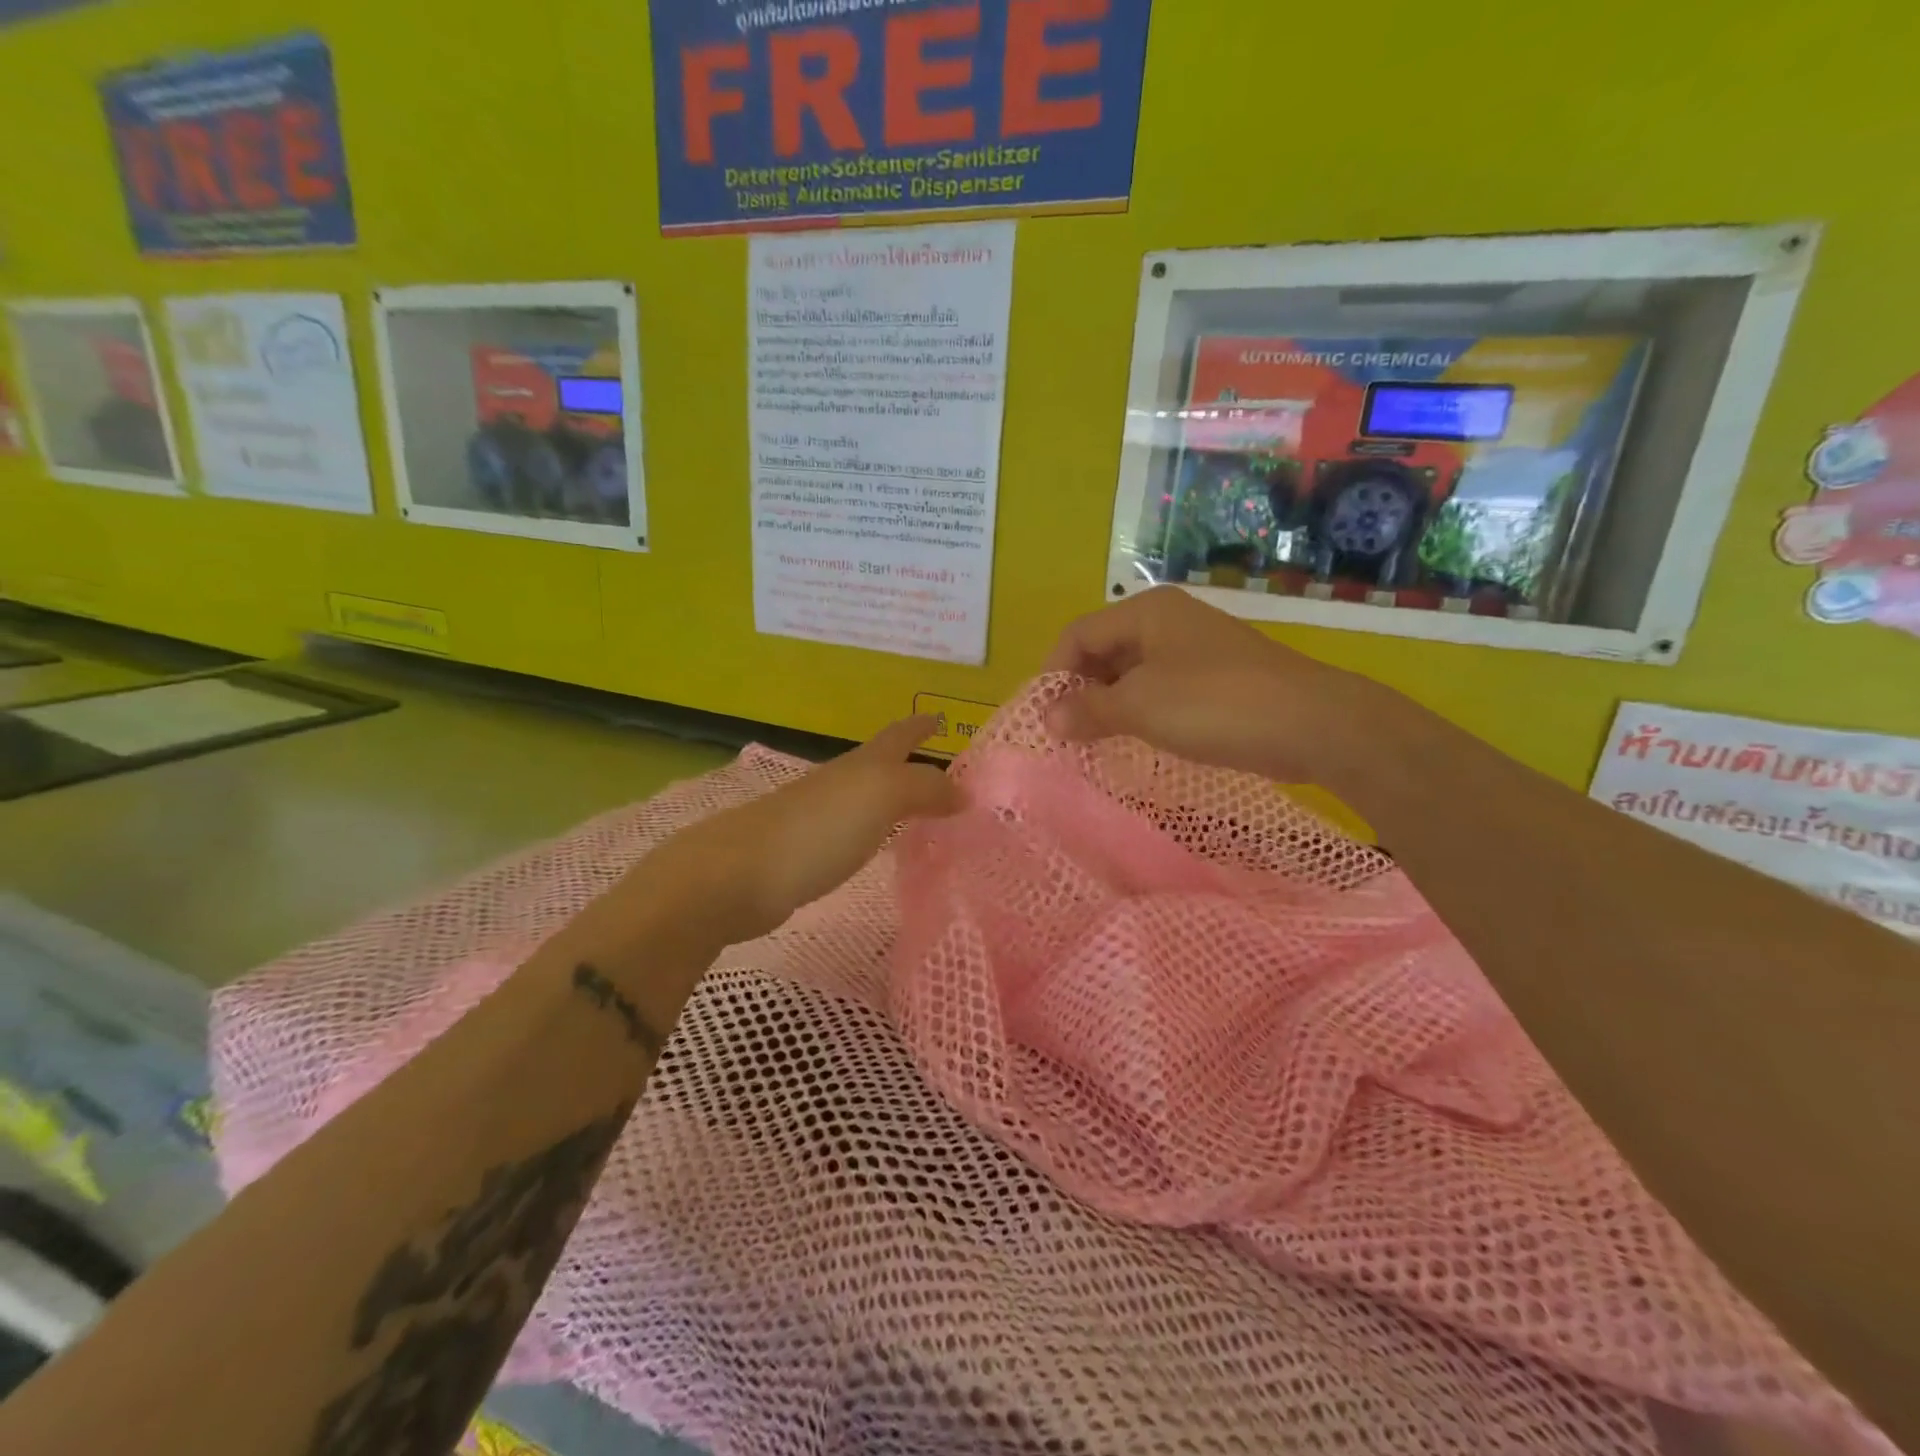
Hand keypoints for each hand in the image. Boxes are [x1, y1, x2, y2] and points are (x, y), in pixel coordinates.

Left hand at [625, 716, 960, 950]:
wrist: (737, 876)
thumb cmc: (816, 829)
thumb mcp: (881, 796)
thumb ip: (925, 789)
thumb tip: (964, 792)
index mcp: (861, 765)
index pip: (898, 736)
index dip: (920, 725)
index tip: (941, 716)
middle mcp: (839, 783)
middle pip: (881, 765)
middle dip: (910, 762)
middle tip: (945, 773)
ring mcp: (818, 818)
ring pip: (865, 799)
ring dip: (892, 799)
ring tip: (920, 811)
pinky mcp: (804, 853)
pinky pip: (852, 833)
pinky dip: (872, 831)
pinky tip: (877, 845)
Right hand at [1044, 587, 1404, 784]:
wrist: (1313, 724)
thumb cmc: (1214, 704)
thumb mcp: (1140, 707)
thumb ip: (1088, 710)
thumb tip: (1047, 719)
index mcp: (1146, 611)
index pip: (1079, 633)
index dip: (1053, 672)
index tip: (1042, 716)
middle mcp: (1169, 621)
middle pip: (1105, 649)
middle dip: (1080, 689)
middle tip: (1065, 732)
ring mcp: (1196, 649)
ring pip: (1133, 671)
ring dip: (1109, 703)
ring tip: (1093, 741)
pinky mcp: (1217, 679)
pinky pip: (1162, 689)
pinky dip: (1140, 711)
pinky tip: (1136, 739)